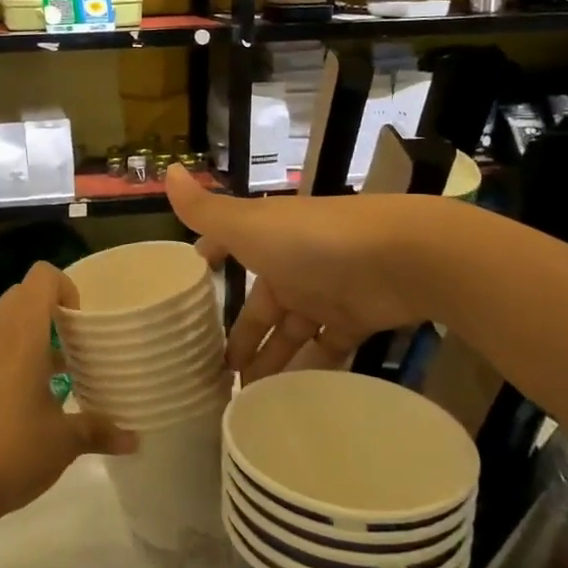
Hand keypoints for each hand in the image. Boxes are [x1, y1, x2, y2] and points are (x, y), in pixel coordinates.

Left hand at [0, 262, 135, 532]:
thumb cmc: (11, 448)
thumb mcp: (64, 442)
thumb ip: (99, 431)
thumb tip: (134, 439)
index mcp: (22, 332)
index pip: (42, 276)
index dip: (68, 287)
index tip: (84, 322)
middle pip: (24, 294)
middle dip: (53, 309)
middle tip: (79, 341)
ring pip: (8, 322)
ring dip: (35, 334)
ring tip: (64, 370)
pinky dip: (17, 356)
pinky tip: (36, 397)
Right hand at [166, 166, 453, 380]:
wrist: (401, 257)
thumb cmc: (313, 241)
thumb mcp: (249, 225)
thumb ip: (205, 210)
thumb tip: (167, 170)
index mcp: (266, 241)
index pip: (230, 250)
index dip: (211, 265)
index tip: (190, 292)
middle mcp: (293, 265)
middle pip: (260, 307)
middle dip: (240, 336)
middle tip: (215, 374)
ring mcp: (325, 293)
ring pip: (290, 332)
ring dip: (270, 360)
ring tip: (245, 397)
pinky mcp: (356, 320)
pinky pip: (326, 349)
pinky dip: (310, 369)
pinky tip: (290, 397)